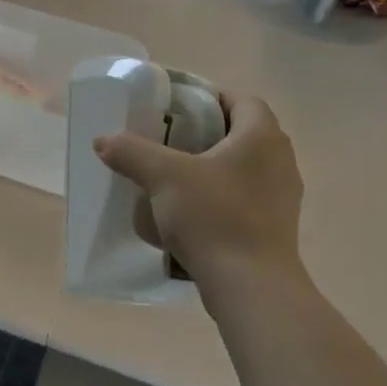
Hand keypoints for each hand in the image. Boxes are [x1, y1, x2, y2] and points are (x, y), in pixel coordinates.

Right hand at [93, 94, 305, 285]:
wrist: (251, 287)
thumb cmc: (213, 217)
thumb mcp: (162, 177)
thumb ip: (131, 152)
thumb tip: (103, 139)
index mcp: (262, 137)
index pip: (241, 100)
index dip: (210, 98)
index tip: (177, 108)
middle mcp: (281, 161)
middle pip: (243, 132)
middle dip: (207, 132)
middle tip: (169, 140)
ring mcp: (283, 197)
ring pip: (245, 167)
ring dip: (214, 166)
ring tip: (176, 176)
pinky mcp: (276, 227)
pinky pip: (246, 197)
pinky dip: (221, 195)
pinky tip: (192, 211)